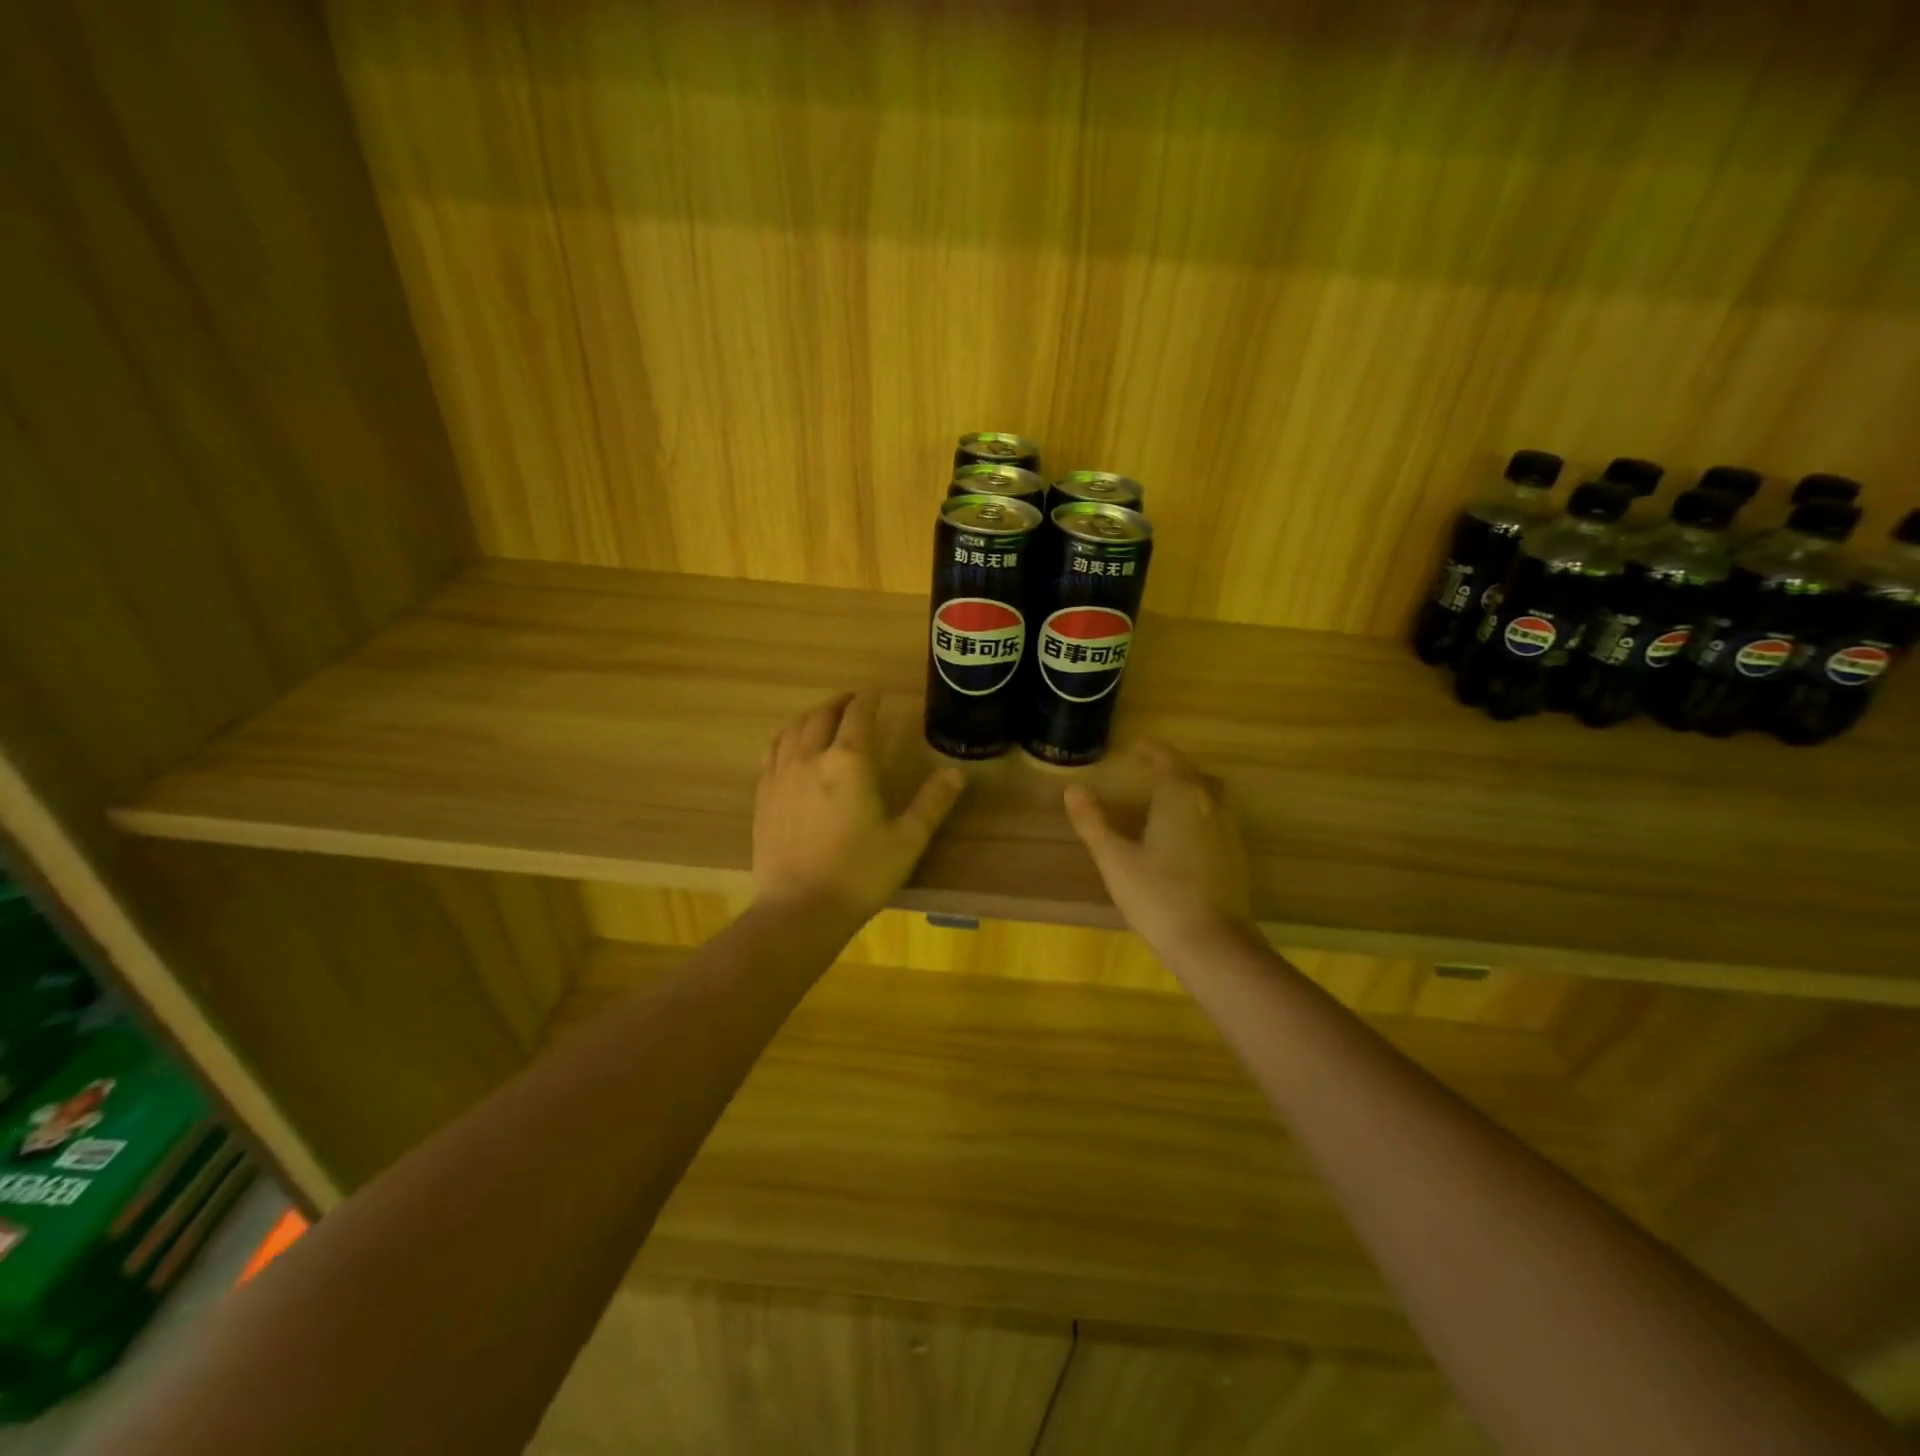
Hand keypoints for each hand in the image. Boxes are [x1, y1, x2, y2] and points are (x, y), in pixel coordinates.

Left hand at [754, 692, 965, 924]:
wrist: (799, 910)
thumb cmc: (860, 874)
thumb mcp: (907, 840)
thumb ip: (932, 802)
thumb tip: (956, 772)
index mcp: (849, 762)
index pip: (859, 716)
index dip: (869, 700)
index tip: (876, 693)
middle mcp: (811, 758)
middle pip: (822, 715)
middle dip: (839, 703)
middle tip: (852, 701)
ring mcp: (781, 775)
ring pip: (793, 729)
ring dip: (811, 716)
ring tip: (824, 717)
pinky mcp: (763, 795)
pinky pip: (772, 751)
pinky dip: (787, 737)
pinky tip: (791, 746)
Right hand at [1064, 739, 1254, 954]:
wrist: (1212, 942)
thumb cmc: (1157, 895)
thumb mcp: (1114, 858)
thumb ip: (1092, 822)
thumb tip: (1073, 789)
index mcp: (1179, 796)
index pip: (1167, 760)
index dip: (1152, 750)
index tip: (1137, 746)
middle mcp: (1209, 804)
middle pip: (1193, 773)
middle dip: (1172, 766)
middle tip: (1149, 767)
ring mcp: (1228, 829)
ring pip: (1211, 794)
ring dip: (1191, 786)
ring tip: (1168, 795)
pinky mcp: (1236, 855)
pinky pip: (1218, 816)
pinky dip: (1201, 810)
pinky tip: (1186, 831)